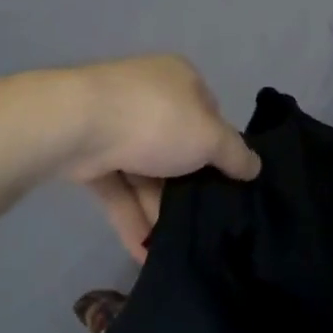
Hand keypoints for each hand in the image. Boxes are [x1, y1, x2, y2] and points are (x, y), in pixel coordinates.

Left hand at [60, 55, 259, 262]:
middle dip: (186, 184)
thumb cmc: (156, 121)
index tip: (228, 182)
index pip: (209, 113)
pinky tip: (144, 253)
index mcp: (180, 79)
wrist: (78, 125)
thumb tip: (254, 166)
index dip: (219, 147)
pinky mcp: (89, 153)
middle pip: (176, 145)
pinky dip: (131, 217)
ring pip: (145, 170)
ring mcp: (115, 124)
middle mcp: (148, 96)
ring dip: (158, 207)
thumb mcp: (208, 137)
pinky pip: (118, 188)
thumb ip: (234, 154)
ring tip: (175, 246)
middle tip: (203, 221)